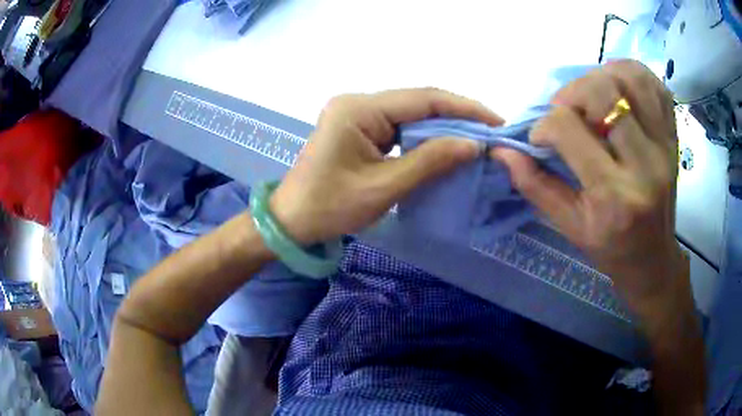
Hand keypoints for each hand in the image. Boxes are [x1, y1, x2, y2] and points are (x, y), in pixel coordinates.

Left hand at [271, 88, 503, 244]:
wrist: (291, 220)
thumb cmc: (330, 207)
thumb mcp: (384, 187)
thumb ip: (430, 161)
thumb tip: (473, 144)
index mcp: (359, 109)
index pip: (423, 99)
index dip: (464, 108)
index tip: (496, 121)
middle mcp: (358, 102)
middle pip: (418, 102)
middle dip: (457, 116)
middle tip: (491, 131)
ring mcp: (357, 113)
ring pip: (411, 113)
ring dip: (443, 125)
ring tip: (476, 137)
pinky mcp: (358, 127)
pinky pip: (399, 125)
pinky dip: (425, 135)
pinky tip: (446, 144)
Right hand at [492, 60, 686, 311]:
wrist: (653, 259)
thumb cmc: (611, 249)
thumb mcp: (570, 227)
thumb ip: (535, 186)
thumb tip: (502, 151)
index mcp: (613, 197)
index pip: (569, 129)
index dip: (544, 125)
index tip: (541, 138)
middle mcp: (644, 165)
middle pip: (603, 93)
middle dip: (572, 94)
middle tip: (567, 111)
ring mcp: (664, 147)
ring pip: (631, 78)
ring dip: (602, 76)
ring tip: (592, 95)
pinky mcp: (673, 138)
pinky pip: (656, 86)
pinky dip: (633, 74)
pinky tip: (619, 88)